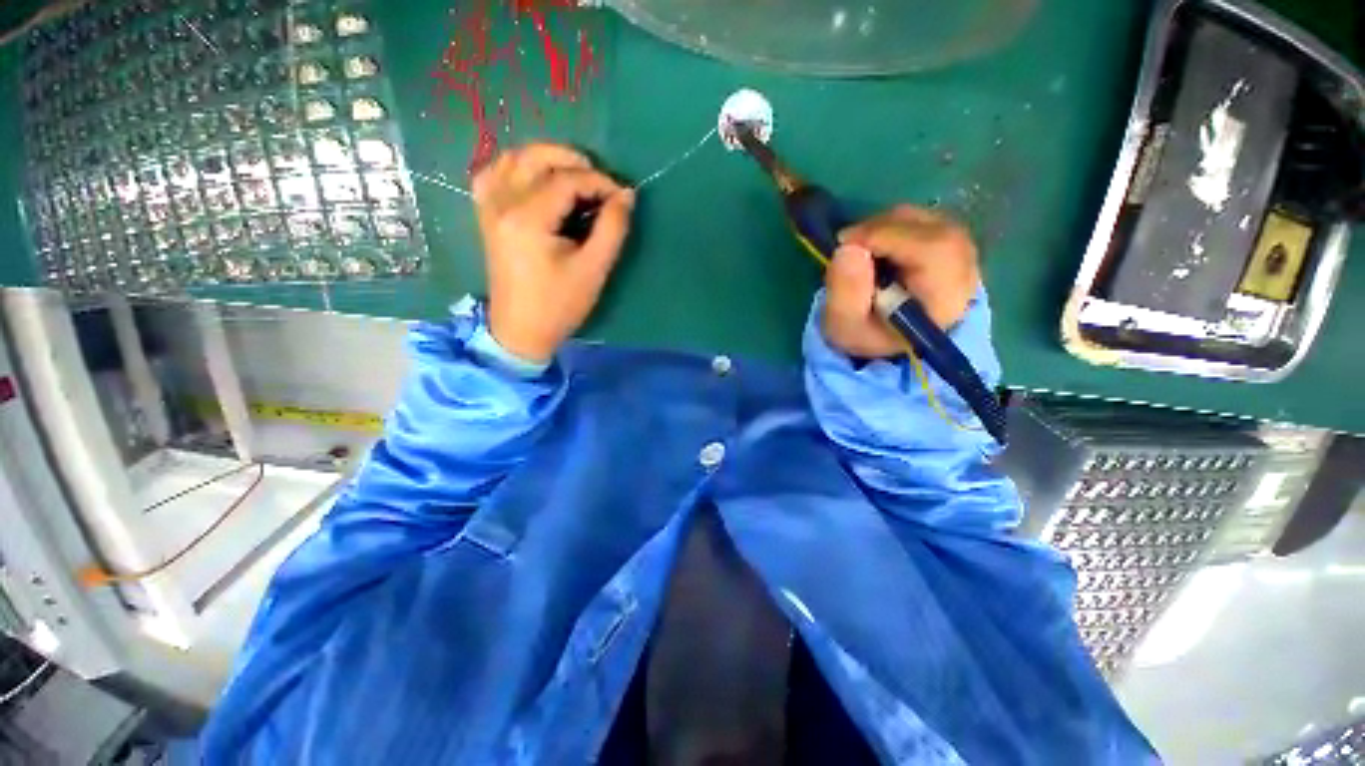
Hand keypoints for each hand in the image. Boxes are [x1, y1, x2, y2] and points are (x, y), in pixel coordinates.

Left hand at [472, 143, 635, 363]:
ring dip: (546, 159)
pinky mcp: (485, 215)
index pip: (567, 180)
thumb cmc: (560, 304)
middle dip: (573, 160)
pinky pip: (494, 173)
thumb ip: (613, 229)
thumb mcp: (593, 269)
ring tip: (574, 177)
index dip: (599, 182)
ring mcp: (488, 207)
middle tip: (600, 180)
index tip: (622, 197)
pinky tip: (534, 179)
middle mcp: (502, 203)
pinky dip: (517, 167)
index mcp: (528, 218)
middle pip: (536, 157)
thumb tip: (626, 195)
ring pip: (513, 158)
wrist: (521, 330)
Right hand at [822, 205, 980, 358]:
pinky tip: (876, 249)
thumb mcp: (847, 327)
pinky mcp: (953, 242)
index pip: (931, 249)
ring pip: (923, 219)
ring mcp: (963, 252)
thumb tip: (847, 248)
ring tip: (859, 252)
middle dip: (880, 229)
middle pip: (928, 228)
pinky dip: (892, 227)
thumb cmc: (868, 334)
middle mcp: (965, 270)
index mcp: (944, 299)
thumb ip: (846, 294)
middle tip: (847, 246)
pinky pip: (922, 220)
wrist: (891, 338)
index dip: (885, 236)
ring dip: (884, 228)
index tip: (846, 243)